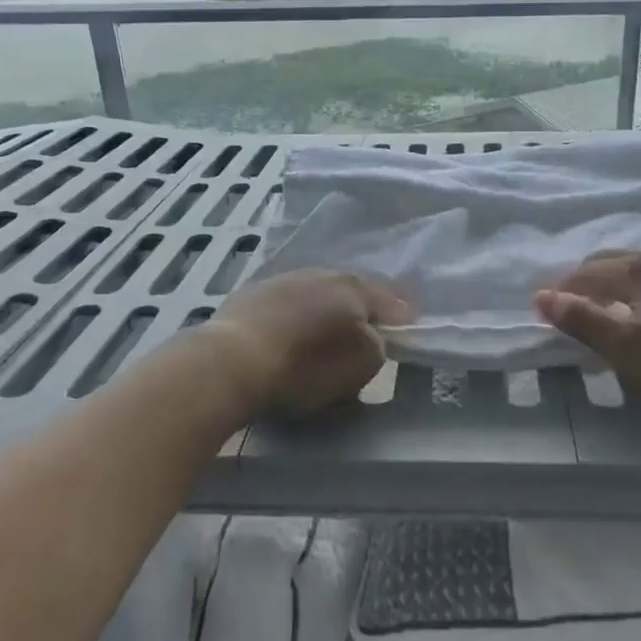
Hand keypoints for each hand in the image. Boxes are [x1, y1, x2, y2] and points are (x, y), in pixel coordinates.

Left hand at [208, 269, 411, 420]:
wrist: (231, 361)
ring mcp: (283, 280)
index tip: (410, 323)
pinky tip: (290, 330)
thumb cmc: (305, 366)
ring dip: (326, 307)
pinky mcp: (251, 294)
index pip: (388, 298)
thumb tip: (372, 334)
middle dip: (362, 306)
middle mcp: (321, 273)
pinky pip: (287, 302)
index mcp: (353, 288)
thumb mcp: (361, 364)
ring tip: (327, 328)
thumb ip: (377, 344)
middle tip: (370, 324)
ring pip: (317, 291)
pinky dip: (296, 314)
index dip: (401, 313)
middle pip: (351, 289)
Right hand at [534, 249, 640, 415]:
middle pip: (606, 262)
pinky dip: (634, 288)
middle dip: (582, 282)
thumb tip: (540, 297)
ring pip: (633, 267)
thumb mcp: (628, 348)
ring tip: (604, 310)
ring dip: (609, 283)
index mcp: (634, 268)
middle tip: (569, 309)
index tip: (542, 313)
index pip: (582, 274)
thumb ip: (583, 321)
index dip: (560, 293)